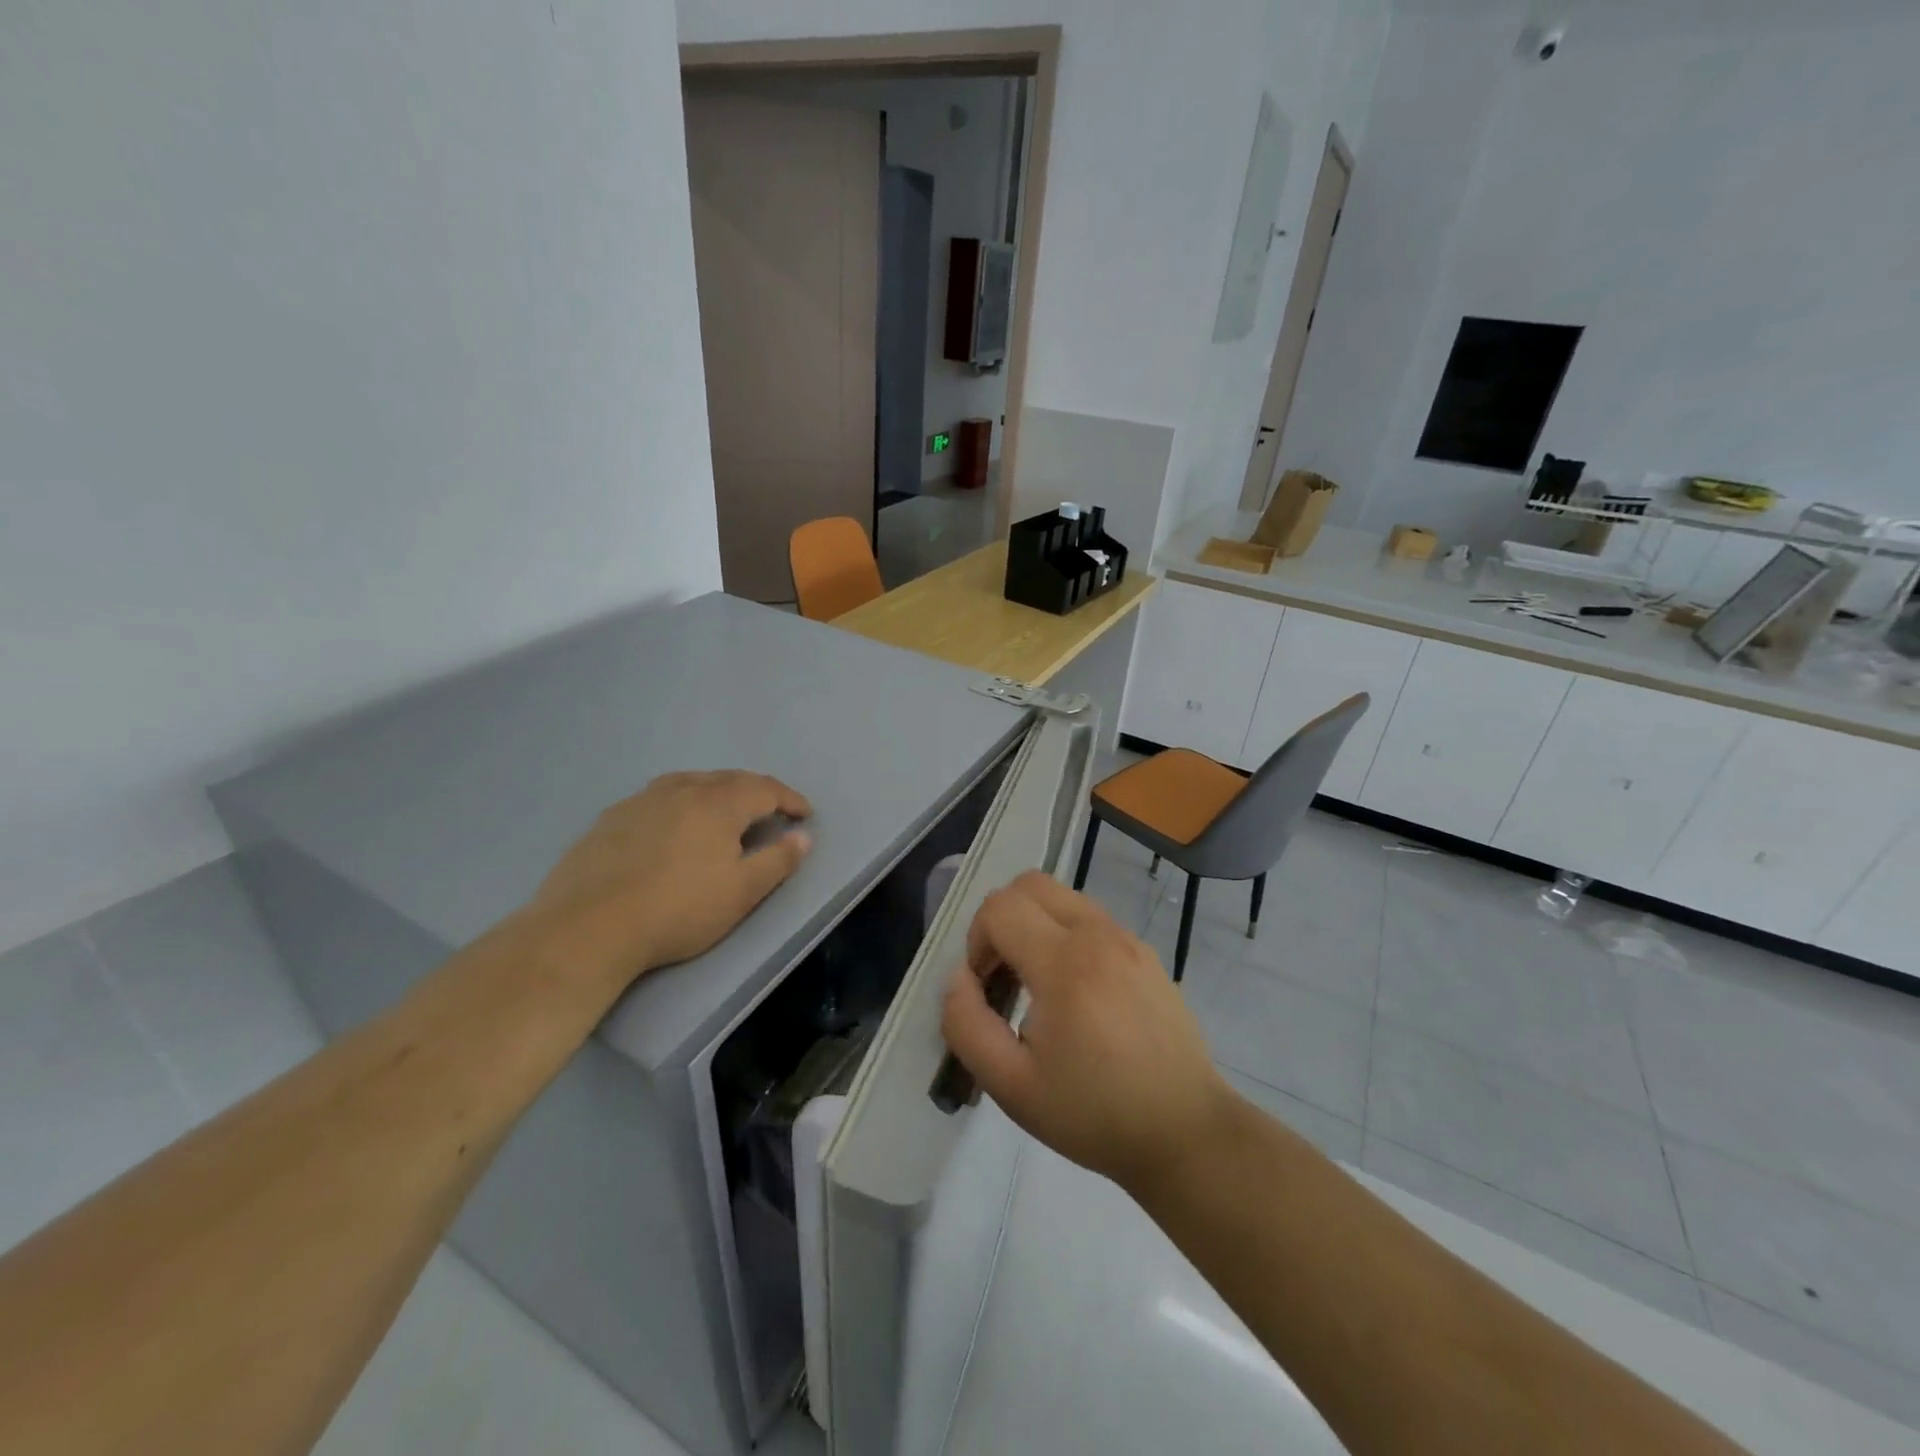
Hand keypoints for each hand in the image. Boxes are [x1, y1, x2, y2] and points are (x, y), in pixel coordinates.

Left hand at [531, 771, 812, 982]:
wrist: (588, 927)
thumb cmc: (678, 910)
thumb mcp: (742, 892)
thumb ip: (778, 861)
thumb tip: (803, 837)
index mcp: (718, 803)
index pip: (765, 789)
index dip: (789, 799)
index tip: (805, 815)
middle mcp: (681, 790)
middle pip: (728, 779)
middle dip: (756, 791)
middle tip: (771, 809)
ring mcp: (641, 800)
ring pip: (690, 783)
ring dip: (716, 791)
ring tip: (724, 810)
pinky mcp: (610, 818)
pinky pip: (658, 798)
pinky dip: (680, 802)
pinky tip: (672, 824)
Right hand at [940, 870, 1233, 1194]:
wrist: (1185, 1133)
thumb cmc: (1094, 1114)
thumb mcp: (1011, 1086)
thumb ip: (966, 1025)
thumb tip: (959, 978)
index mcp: (1065, 963)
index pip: (1000, 907)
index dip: (976, 940)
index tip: (985, 988)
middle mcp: (1098, 935)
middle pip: (1030, 884)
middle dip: (1002, 919)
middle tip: (1004, 974)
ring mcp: (1128, 939)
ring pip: (1063, 897)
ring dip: (1035, 925)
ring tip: (1038, 985)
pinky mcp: (1147, 953)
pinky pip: (1092, 920)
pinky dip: (1067, 936)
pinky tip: (1076, 994)